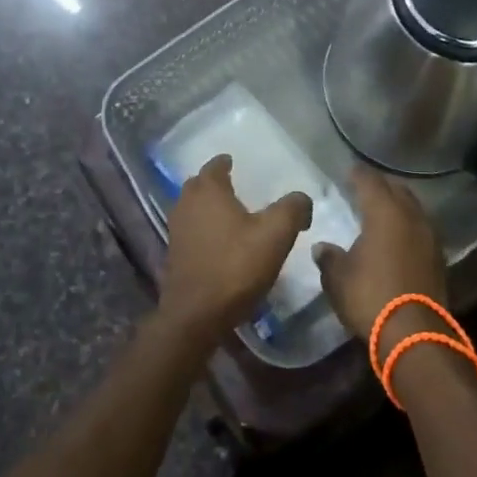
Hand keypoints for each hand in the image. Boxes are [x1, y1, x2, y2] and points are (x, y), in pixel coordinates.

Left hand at [158, 155, 310, 349]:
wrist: (196, 315)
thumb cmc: (235, 266)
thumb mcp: (276, 235)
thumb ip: (292, 209)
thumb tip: (302, 198)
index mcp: (208, 191)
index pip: (214, 166)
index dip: (224, 162)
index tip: (233, 161)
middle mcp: (186, 204)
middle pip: (199, 185)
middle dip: (213, 183)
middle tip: (232, 186)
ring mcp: (176, 231)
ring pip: (192, 209)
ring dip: (207, 208)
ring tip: (229, 214)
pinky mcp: (174, 256)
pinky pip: (191, 231)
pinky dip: (203, 230)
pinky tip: (219, 242)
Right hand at [313, 168, 449, 350]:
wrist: (415, 335)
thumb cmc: (370, 297)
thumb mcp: (338, 278)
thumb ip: (329, 258)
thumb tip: (322, 247)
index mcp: (384, 212)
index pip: (369, 181)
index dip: (357, 174)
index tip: (348, 171)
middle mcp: (410, 216)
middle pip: (397, 189)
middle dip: (380, 186)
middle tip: (364, 188)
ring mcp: (429, 236)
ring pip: (413, 208)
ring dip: (397, 205)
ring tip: (381, 210)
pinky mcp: (438, 258)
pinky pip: (421, 229)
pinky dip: (408, 226)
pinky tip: (397, 236)